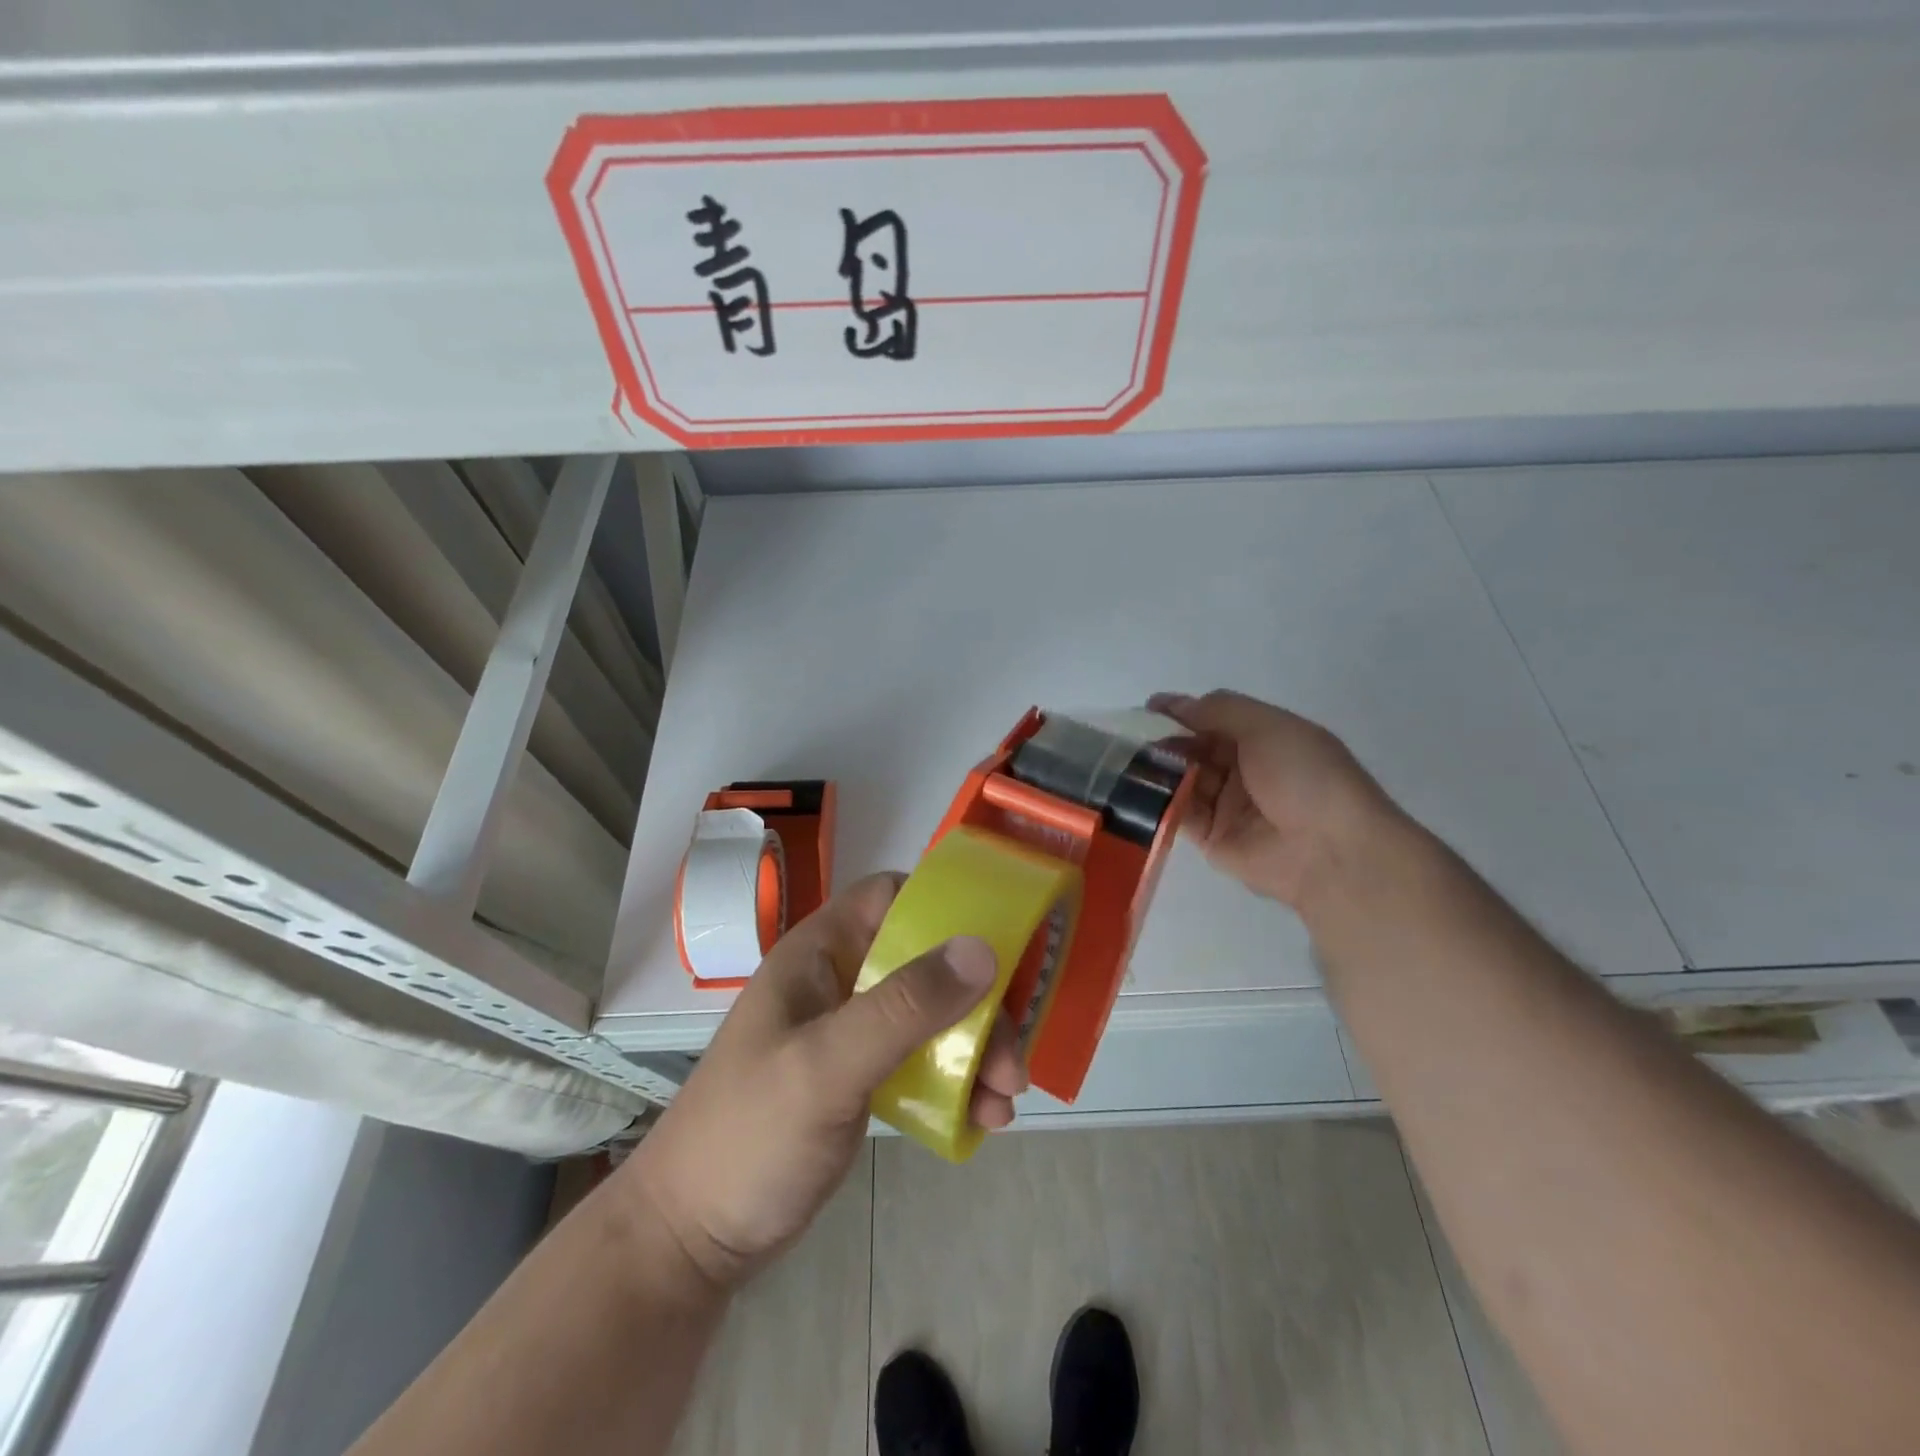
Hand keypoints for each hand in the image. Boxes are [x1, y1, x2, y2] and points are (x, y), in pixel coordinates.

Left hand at [621, 873, 1025, 1290]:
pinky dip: (957, 1080)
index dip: (943, 906)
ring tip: (1005, 1100)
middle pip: (925, 961)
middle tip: (1010, 1057)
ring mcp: (850, 1031)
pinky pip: (922, 1059)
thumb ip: (903, 1007)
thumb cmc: (749, 1138)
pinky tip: (984, 1119)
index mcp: (819, 954)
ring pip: (931, 1013)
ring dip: (975, 1047)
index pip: (889, 896)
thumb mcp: (827, 1067)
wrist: (691, 1243)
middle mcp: (839, 981)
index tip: (996, 943)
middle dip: (977, 1002)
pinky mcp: (861, 1077)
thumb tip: (983, 948)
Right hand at [1149, 690, 1399, 910]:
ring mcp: (1227, 805)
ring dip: (1158, 770)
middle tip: (1132, 739)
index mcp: (1264, 738)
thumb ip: (1219, 710)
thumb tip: (1176, 704)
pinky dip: (1160, 802)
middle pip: (1195, 749)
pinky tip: (1137, 791)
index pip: (1214, 718)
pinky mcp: (1212, 838)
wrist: (1330, 851)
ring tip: (1128, 763)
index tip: (1147, 709)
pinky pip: (1180, 815)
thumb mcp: (1267, 726)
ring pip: (1183, 780)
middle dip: (1166, 741)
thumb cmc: (1304, 777)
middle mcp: (1245, 770)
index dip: (1183, 712)